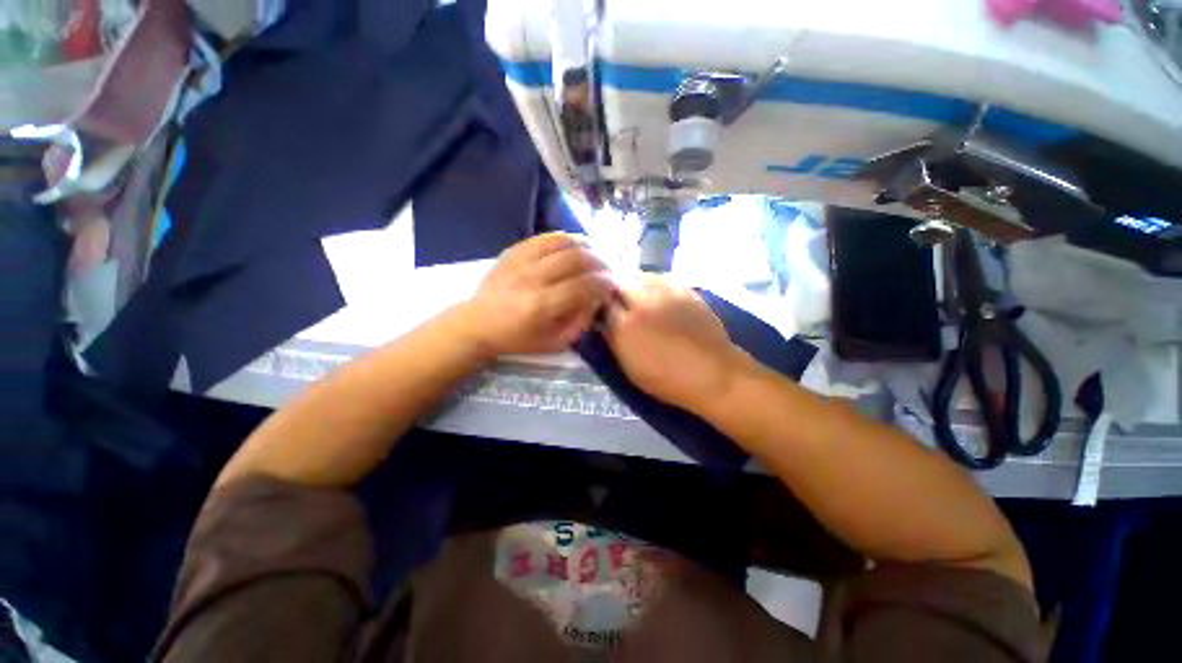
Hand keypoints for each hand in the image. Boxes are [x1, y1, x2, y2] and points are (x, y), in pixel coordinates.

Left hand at [461, 233, 614, 356]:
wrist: (478, 324)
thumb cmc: (519, 339)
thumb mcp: (554, 343)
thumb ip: (580, 322)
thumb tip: (596, 299)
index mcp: (542, 306)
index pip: (583, 286)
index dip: (604, 283)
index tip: (613, 285)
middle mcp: (532, 279)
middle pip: (575, 259)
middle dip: (599, 261)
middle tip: (608, 268)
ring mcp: (520, 262)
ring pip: (561, 242)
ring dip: (585, 245)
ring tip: (596, 253)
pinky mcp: (512, 252)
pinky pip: (544, 237)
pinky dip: (565, 238)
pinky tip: (575, 245)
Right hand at [603, 278, 748, 410]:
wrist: (713, 374)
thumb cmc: (668, 380)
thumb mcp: (631, 369)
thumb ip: (615, 342)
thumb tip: (605, 324)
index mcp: (626, 327)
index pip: (603, 304)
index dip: (602, 306)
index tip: (603, 310)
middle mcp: (642, 305)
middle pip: (620, 284)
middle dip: (617, 291)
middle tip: (621, 301)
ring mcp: (665, 295)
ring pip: (642, 277)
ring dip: (636, 284)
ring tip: (640, 295)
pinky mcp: (685, 291)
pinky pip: (664, 278)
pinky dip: (656, 283)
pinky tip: (660, 295)